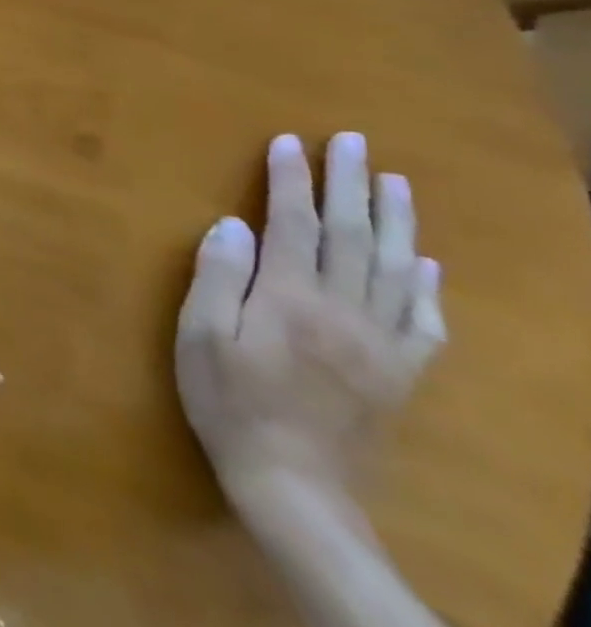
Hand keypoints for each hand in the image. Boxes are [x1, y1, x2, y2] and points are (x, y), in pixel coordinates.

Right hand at [176, 133, 444, 514]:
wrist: (294, 485)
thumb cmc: (229, 400)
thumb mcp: (201, 336)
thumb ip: (217, 277)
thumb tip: (231, 224)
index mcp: (291, 299)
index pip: (293, 224)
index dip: (290, 179)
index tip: (288, 142)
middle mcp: (344, 312)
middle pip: (350, 236)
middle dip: (350, 185)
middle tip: (353, 143)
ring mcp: (380, 344)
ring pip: (394, 270)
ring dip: (395, 221)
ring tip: (397, 183)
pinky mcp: (398, 373)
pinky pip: (423, 322)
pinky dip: (425, 287)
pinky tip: (423, 264)